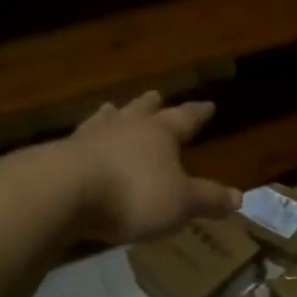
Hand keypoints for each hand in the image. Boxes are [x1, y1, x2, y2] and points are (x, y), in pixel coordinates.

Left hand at [59, 92, 240, 244]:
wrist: (62, 193)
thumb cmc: (133, 194)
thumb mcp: (181, 202)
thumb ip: (209, 199)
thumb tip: (239, 197)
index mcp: (159, 134)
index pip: (184, 119)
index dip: (197, 113)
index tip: (208, 105)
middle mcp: (125, 128)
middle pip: (141, 111)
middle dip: (151, 105)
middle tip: (155, 94)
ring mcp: (88, 139)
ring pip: (105, 120)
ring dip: (112, 116)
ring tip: (111, 108)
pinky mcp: (58, 157)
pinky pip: (78, 143)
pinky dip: (85, 142)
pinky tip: (79, 145)